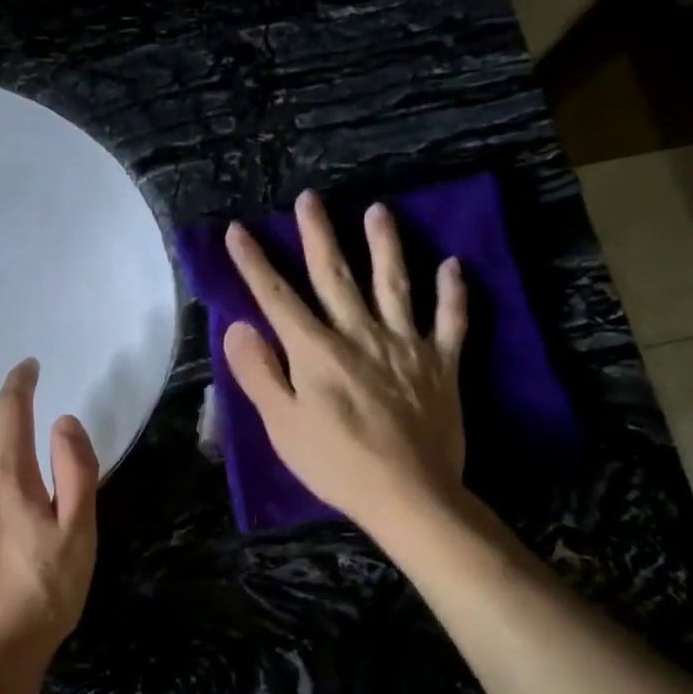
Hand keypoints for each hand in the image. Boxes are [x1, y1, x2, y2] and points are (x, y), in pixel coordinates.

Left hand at [0, 358, 100, 682]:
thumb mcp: (79, 533)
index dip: (20, 382)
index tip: (29, 367)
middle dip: (7, 417)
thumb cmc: (44, 594)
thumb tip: (63, 421)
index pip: (10, 409)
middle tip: (28, 425)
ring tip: (3, 461)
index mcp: (5, 475)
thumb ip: (76, 470)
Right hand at [223, 190, 469, 548]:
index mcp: (316, 351)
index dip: (254, 263)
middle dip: (318, 236)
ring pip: (394, 284)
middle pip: (335, 276)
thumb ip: (259, 373)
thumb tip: (238, 327)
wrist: (409, 494)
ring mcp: (405, 346)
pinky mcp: (441, 364)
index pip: (277, 297)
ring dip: (385, 245)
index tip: (238, 230)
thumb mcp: (282, 425)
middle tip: (310, 199)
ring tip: (379, 211)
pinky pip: (450, 321)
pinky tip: (453, 266)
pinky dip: (454, 293)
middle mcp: (360, 335)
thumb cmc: (335, 463)